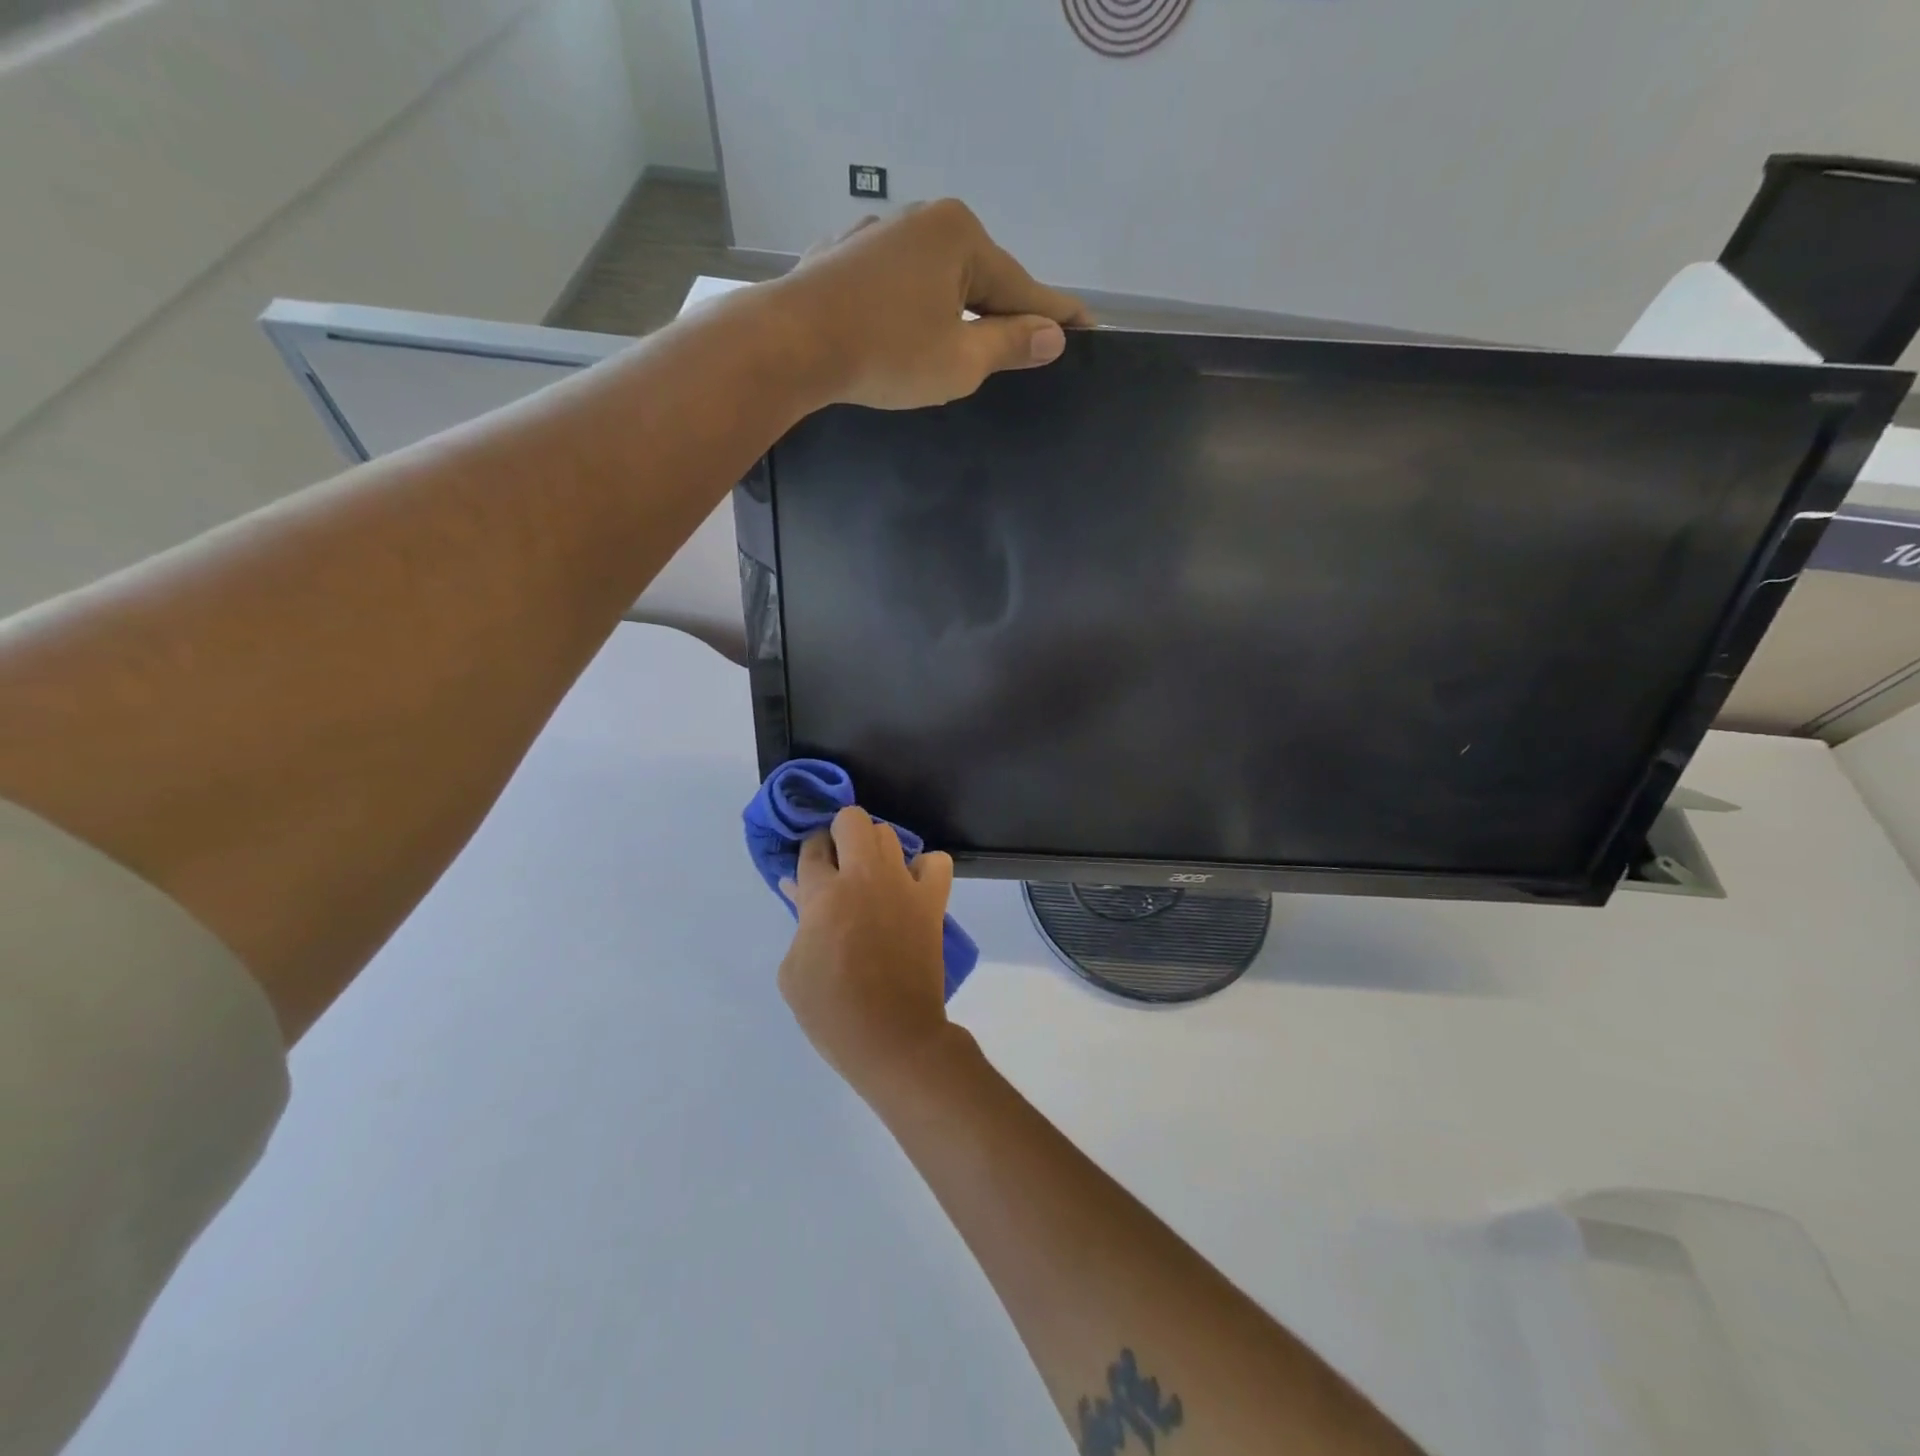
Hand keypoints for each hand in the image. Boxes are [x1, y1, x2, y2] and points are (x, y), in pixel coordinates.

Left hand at [775, 199, 1090, 410]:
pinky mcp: (844, 258)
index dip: (1056, 316)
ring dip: (954, 313)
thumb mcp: (960, 361)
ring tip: (967, 348)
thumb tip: (1053, 335)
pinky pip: (898, 285)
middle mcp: (921, 220)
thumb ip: (1009, 346)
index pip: (1023, 286)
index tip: (1089, 328)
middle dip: (1001, 314)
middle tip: (1026, 349)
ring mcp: (877, 235)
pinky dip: (914, 310)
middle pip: (978, 278)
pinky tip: (910, 332)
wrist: (791, 345)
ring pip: (935, 280)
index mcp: (959, 236)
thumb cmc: (886, 354)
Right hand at [778, 806, 959, 1096]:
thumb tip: (802, 890)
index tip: (811, 866)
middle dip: (839, 833)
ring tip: (870, 877)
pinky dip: (923, 868)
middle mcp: (864, 877)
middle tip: (837, 864)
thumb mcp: (793, 970)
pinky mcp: (932, 902)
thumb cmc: (832, 1011)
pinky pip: (936, 863)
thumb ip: (799, 922)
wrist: (893, 1037)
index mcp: (824, 894)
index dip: (809, 852)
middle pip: (852, 820)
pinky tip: (909, 887)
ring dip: (874, 848)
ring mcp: (903, 886)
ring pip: (889, 834)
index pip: (812, 847)